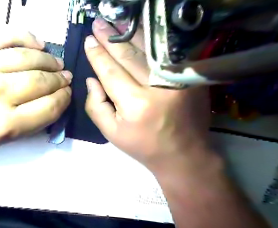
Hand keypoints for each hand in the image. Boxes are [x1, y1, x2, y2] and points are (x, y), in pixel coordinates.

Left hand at [0, 28, 71, 151]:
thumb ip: (28, 123)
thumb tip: (51, 103)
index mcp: (4, 125)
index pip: (49, 108)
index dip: (64, 100)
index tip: (68, 94)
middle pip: (42, 82)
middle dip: (60, 80)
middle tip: (66, 78)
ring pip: (28, 58)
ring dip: (49, 61)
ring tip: (57, 63)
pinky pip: (4, 35)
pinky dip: (27, 38)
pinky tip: (38, 44)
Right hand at [85, 18, 212, 171]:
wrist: (183, 153)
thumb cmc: (141, 144)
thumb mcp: (110, 132)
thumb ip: (95, 106)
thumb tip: (91, 80)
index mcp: (135, 104)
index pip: (110, 72)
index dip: (97, 56)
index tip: (88, 41)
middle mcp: (157, 87)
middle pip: (128, 56)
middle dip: (109, 39)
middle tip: (97, 25)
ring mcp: (178, 79)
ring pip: (147, 50)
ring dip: (128, 34)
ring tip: (114, 23)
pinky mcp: (190, 77)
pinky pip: (165, 54)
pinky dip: (150, 41)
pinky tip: (138, 32)